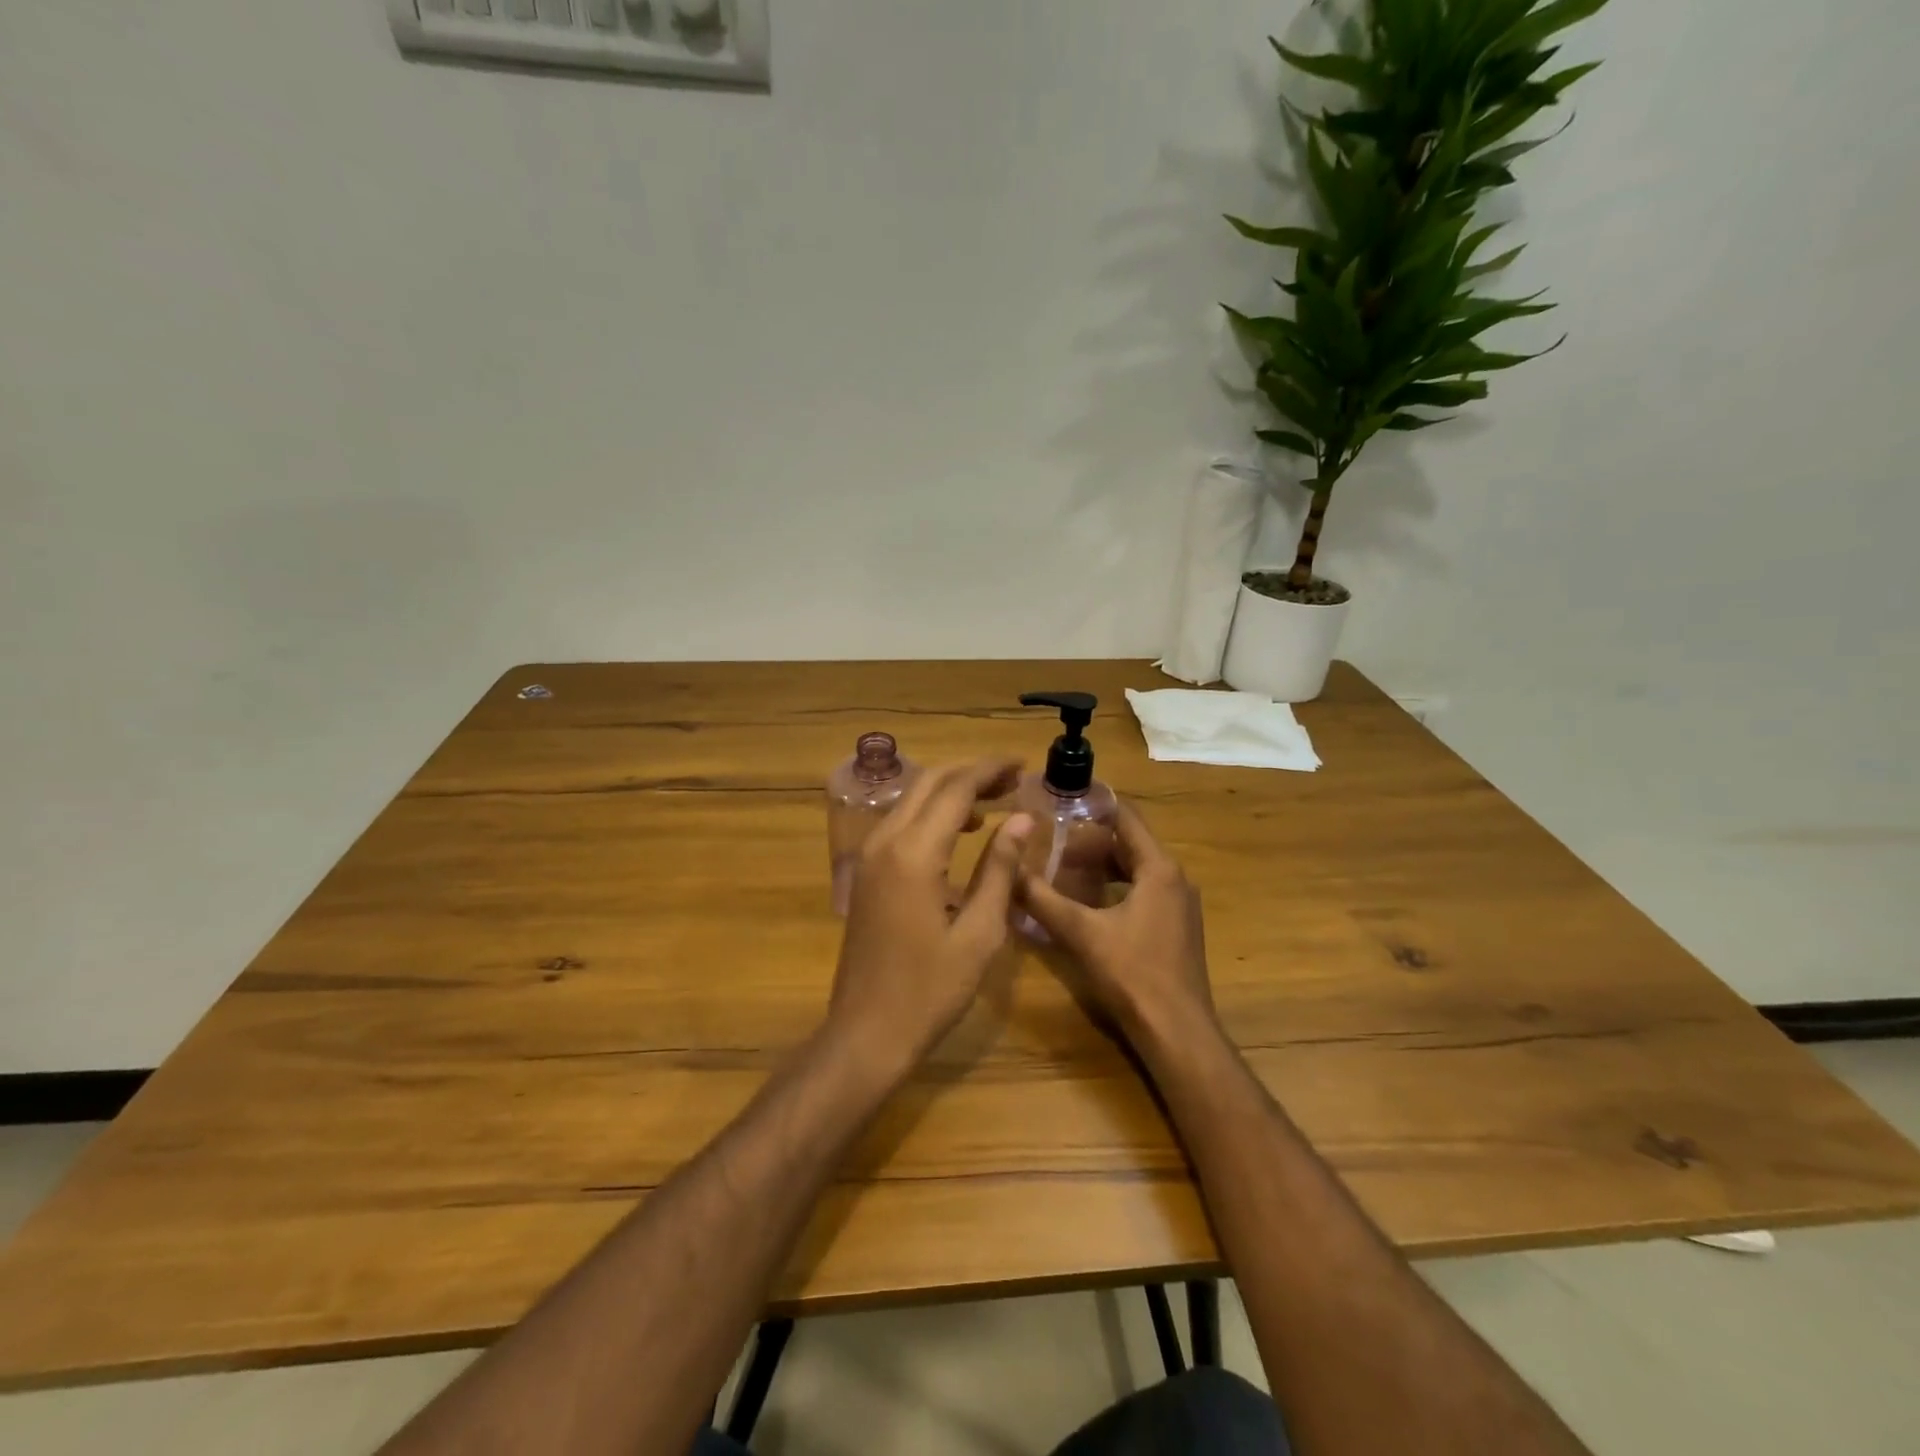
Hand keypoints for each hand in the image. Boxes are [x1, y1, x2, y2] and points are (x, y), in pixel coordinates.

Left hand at [829, 759, 1032, 1068]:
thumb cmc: (930, 991)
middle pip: (929, 783)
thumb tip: (1022, 820)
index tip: (1023, 765)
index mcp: (914, 853)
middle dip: (971, 773)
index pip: (955, 789)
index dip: (991, 770)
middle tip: (1013, 778)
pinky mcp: (866, 873)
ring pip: (912, 799)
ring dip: (951, 791)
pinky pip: (901, 823)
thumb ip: (1000, 869)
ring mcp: (869, 857)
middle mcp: (885, 842)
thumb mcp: (980, 933)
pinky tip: (960, 831)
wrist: (866, 1033)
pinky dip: (932, 813)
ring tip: (995, 801)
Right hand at [1017, 800, 1216, 1044]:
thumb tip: (1008, 873)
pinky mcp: (1175, 929)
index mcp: (1159, 869)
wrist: (1177, 1032)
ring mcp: (1178, 905)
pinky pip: (1142, 893)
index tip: (1060, 802)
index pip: (1126, 818)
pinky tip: (1085, 905)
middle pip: (1129, 845)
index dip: (1094, 806)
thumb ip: (1043, 900)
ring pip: (1134, 871)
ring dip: (1100, 868)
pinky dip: (1113, 889)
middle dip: (1089, 842)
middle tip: (1050, 843)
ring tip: (1061, 871)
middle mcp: (1174, 879)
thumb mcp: (1081, 932)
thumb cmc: (1133, 973)